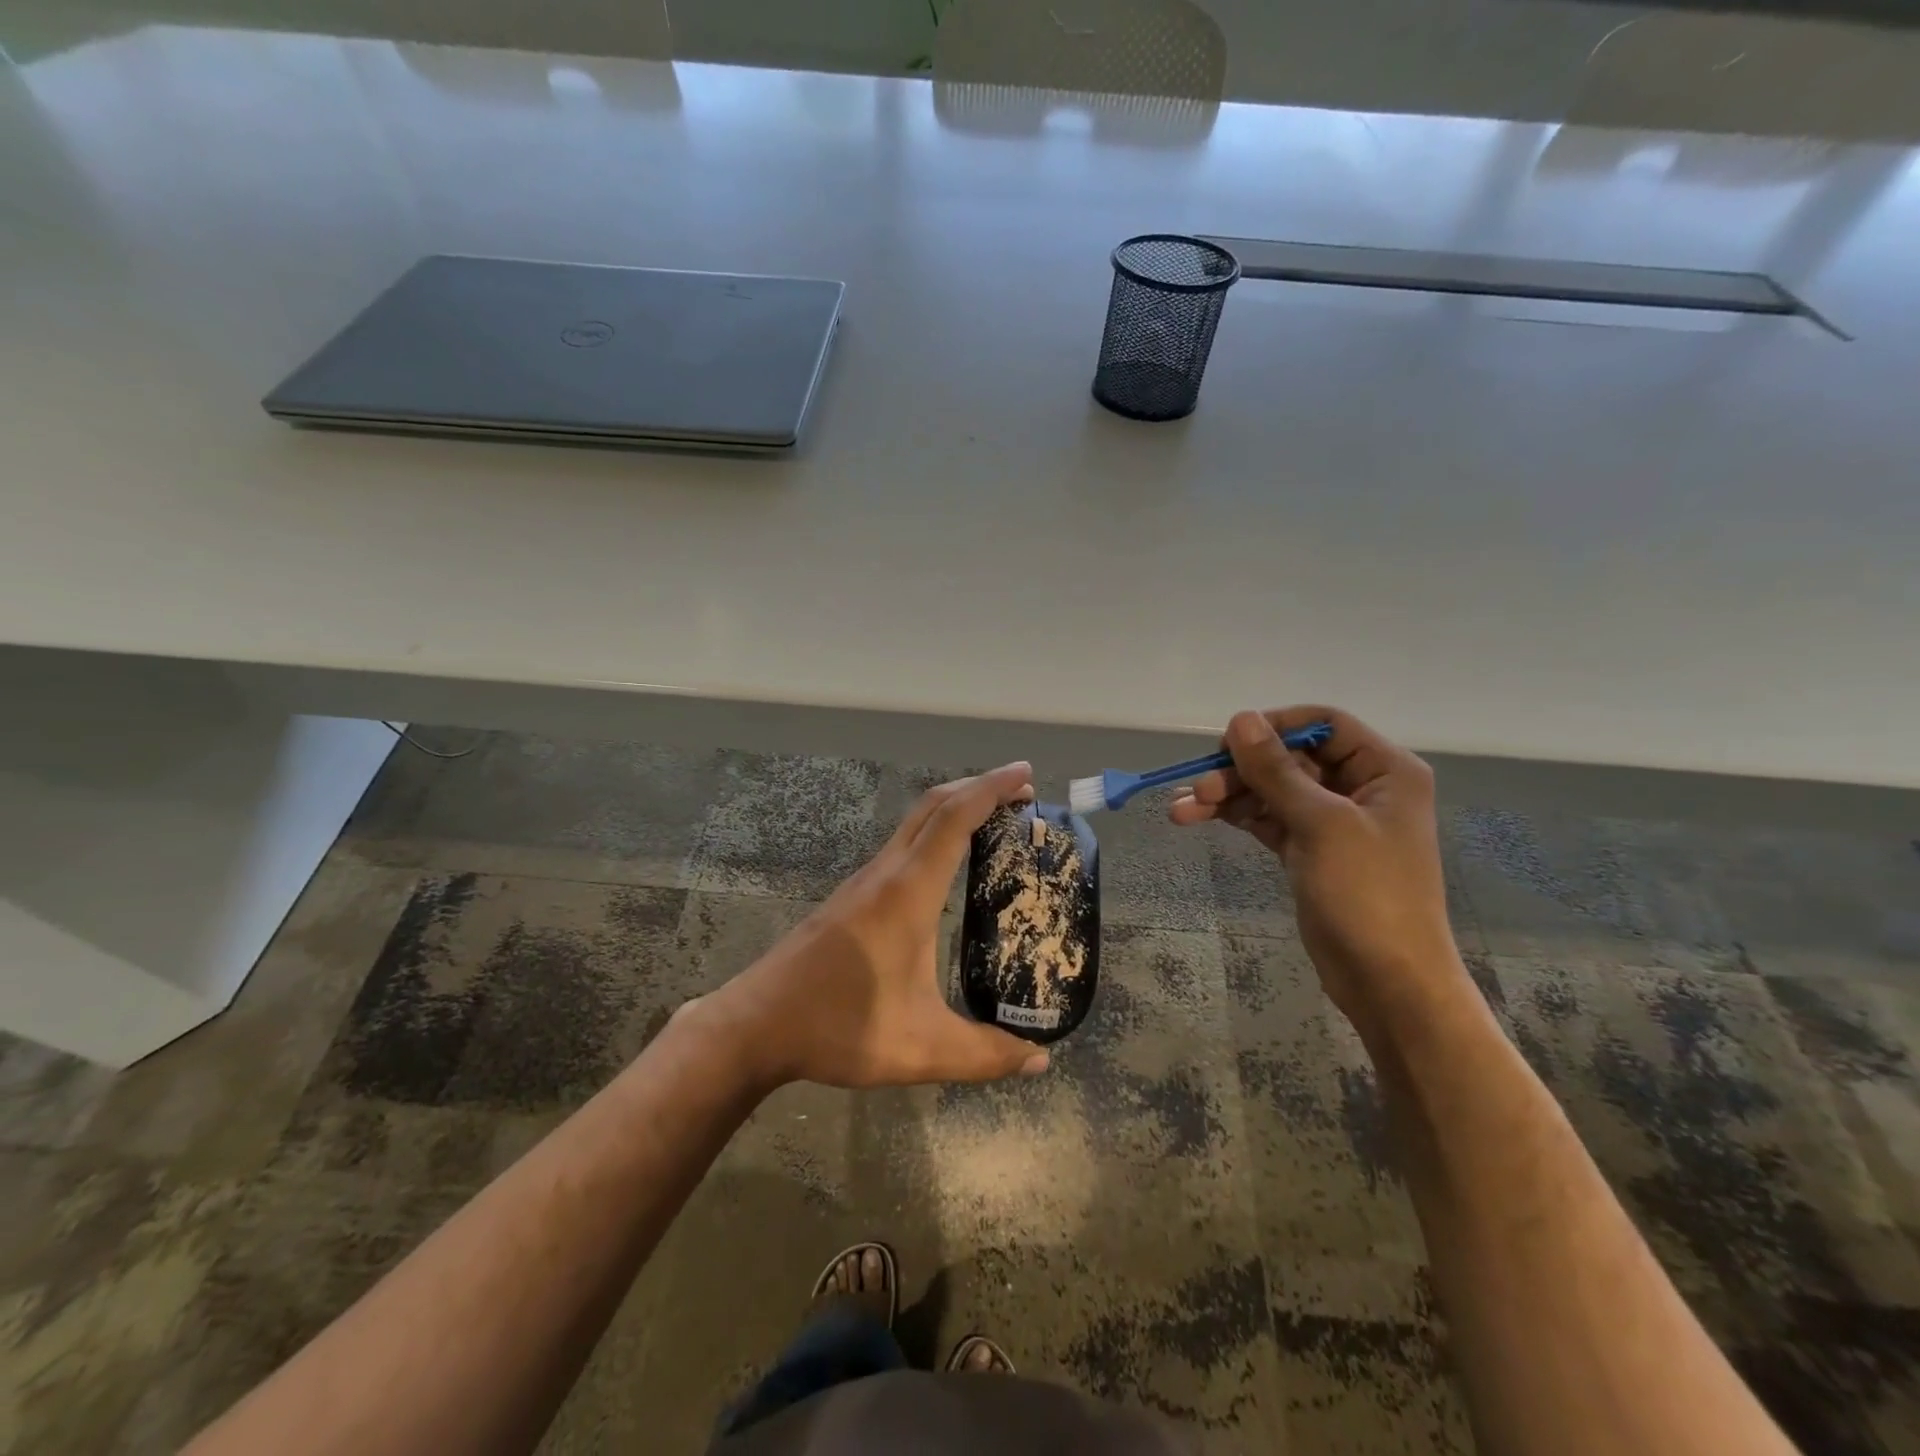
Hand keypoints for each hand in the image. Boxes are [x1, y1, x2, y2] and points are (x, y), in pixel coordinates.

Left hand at [702, 762, 1051, 1089]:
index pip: (954, 819)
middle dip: (978, 788)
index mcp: (907, 894)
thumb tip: (1040, 1061)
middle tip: (1021, 793)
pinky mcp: (851, 896)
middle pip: (933, 806)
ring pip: (913, 823)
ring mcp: (863, 882)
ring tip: (994, 822)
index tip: (1025, 773)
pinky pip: (901, 845)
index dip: (992, 789)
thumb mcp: (920, 1049)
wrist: (756, 1024)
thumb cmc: (839, 1027)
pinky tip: (946, 866)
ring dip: (954, 809)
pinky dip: (934, 833)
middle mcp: (885, 874)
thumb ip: (984, 1055)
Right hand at [1169, 708, 1466, 1025]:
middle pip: (1289, 759)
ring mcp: (1332, 820)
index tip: (1229, 742)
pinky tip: (1198, 817)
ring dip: (1228, 795)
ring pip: (1271, 790)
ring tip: (1182, 810)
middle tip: (1197, 786)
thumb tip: (1240, 719)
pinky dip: (1236, 817)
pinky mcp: (1309, 849)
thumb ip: (1276, 770)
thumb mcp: (1321, 824)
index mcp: (1384, 770)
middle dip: (1240, 770)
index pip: (1323, 724)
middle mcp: (1359, 787)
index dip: (1275, 727)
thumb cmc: (1368, 893)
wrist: (1387, 980)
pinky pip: (1267, 818)